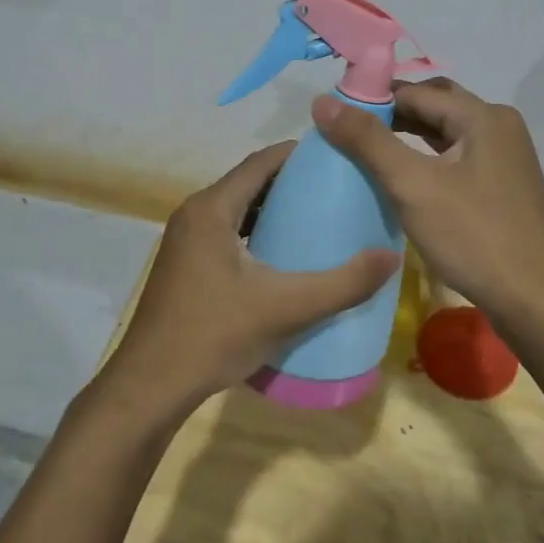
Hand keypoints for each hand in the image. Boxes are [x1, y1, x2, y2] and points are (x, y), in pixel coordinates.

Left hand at [97, 141, 400, 419]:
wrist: (151, 386)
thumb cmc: (214, 335)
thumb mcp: (286, 308)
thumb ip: (342, 284)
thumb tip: (392, 257)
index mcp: (211, 209)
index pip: (261, 162)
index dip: (299, 155)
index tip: (339, 159)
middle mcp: (194, 214)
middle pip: (249, 183)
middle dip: (292, 183)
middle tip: (337, 192)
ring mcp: (185, 241)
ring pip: (237, 210)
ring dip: (273, 210)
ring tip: (318, 220)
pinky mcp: (185, 265)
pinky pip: (227, 233)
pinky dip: (256, 233)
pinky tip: (283, 257)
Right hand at [311, 79, 543, 326]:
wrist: (534, 299)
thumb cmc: (473, 236)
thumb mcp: (413, 185)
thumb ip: (368, 141)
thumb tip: (323, 101)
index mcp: (483, 116)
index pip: (415, 92)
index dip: (371, 99)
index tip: (333, 116)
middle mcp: (498, 126)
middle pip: (434, 107)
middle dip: (391, 115)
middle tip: (348, 132)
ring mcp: (505, 157)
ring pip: (446, 133)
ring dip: (408, 137)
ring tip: (367, 151)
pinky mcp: (503, 186)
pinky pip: (457, 158)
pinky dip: (427, 159)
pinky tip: (404, 177)